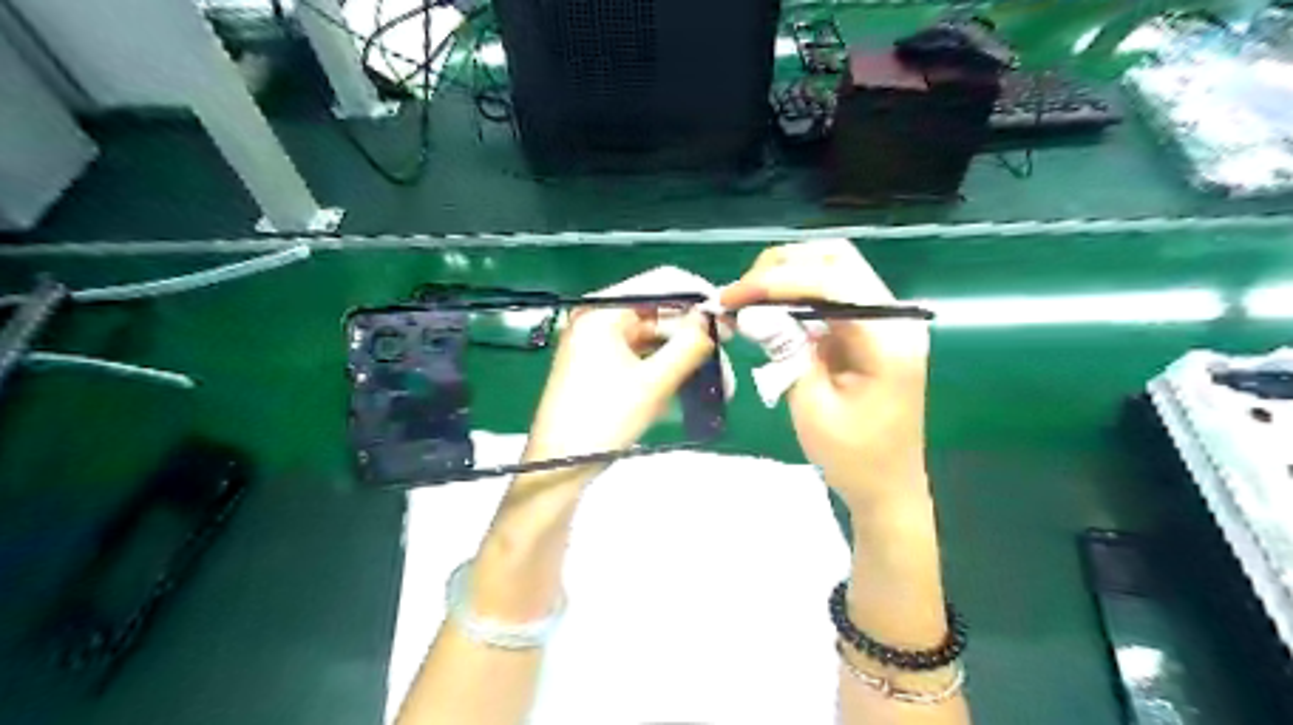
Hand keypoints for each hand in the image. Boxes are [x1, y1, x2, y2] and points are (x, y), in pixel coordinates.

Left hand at [519, 301, 716, 481]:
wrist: (559, 466)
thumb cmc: (603, 420)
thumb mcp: (653, 383)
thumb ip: (688, 345)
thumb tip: (712, 318)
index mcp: (603, 311)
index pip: (660, 283)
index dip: (697, 295)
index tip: (728, 316)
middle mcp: (599, 319)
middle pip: (658, 313)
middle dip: (694, 335)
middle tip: (728, 354)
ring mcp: (599, 343)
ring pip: (653, 338)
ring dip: (684, 357)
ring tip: (718, 382)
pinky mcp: (601, 365)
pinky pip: (642, 356)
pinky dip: (666, 369)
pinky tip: (691, 388)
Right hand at [717, 242, 928, 507]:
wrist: (888, 487)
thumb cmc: (852, 457)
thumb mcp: (811, 406)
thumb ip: (786, 350)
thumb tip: (752, 311)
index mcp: (888, 339)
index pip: (831, 281)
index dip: (776, 282)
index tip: (731, 297)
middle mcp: (894, 317)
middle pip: (837, 259)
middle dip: (781, 267)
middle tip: (739, 293)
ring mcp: (887, 321)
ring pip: (834, 269)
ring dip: (788, 275)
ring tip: (748, 298)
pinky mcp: (872, 330)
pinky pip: (833, 294)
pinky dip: (797, 294)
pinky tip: (769, 308)